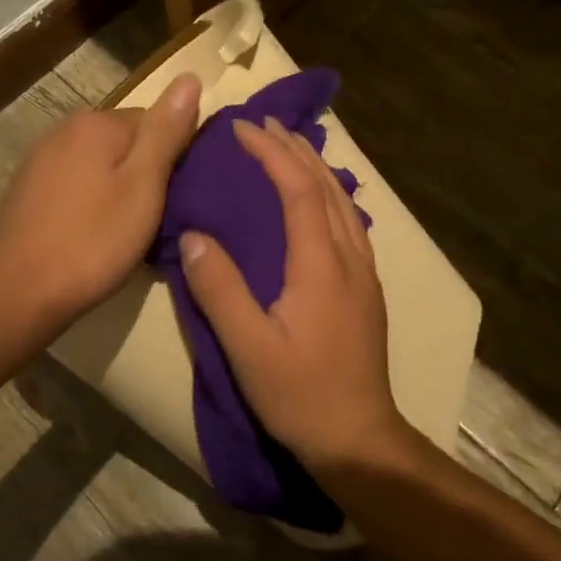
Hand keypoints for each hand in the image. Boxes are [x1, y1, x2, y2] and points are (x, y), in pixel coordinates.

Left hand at [0, 74, 201, 326]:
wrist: (21, 291)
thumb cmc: (94, 240)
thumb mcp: (144, 185)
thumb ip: (166, 131)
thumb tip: (189, 77)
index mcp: (96, 123)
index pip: (155, 122)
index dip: (173, 158)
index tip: (178, 196)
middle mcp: (64, 130)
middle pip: (125, 142)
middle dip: (144, 172)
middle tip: (156, 217)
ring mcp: (39, 160)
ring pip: (98, 165)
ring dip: (116, 187)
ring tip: (127, 229)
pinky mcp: (26, 190)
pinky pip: (74, 184)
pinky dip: (89, 202)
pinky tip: (92, 233)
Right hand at [180, 116, 410, 470]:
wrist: (358, 438)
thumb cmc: (300, 394)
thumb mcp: (248, 347)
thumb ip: (220, 289)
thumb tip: (194, 235)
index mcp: (321, 264)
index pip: (298, 189)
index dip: (271, 153)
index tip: (241, 128)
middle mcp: (349, 258)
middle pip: (326, 186)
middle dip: (294, 148)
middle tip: (263, 123)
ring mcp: (364, 274)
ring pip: (343, 202)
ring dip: (315, 167)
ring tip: (288, 147)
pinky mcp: (366, 290)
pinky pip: (349, 223)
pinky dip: (329, 194)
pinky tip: (317, 201)